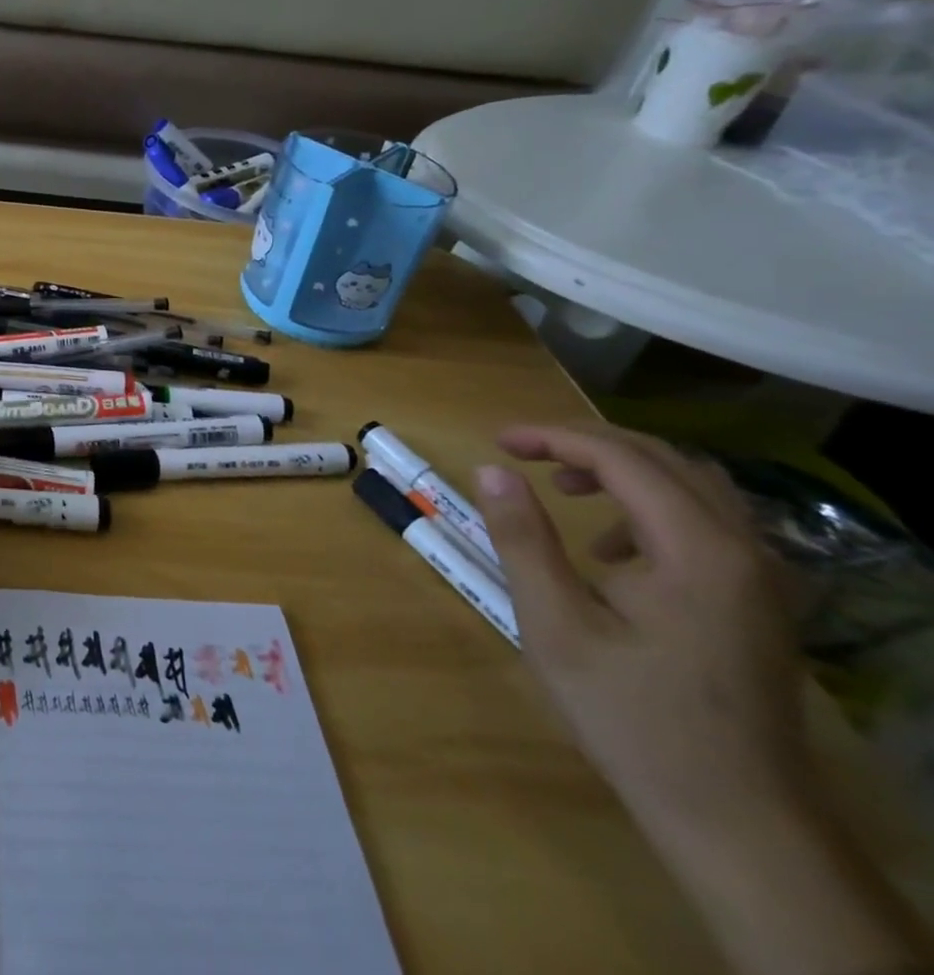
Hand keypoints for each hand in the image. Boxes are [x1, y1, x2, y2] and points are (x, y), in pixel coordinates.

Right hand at [474, 425, 808, 841]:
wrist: (736, 820)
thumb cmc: (632, 717)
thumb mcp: (555, 624)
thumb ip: (523, 539)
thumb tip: (493, 470)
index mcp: (699, 551)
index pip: (622, 459)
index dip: (553, 438)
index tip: (497, 441)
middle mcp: (746, 551)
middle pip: (664, 459)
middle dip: (585, 444)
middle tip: (521, 452)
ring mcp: (763, 579)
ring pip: (692, 485)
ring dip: (622, 471)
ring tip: (562, 489)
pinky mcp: (761, 603)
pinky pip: (709, 522)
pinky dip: (651, 506)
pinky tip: (612, 549)